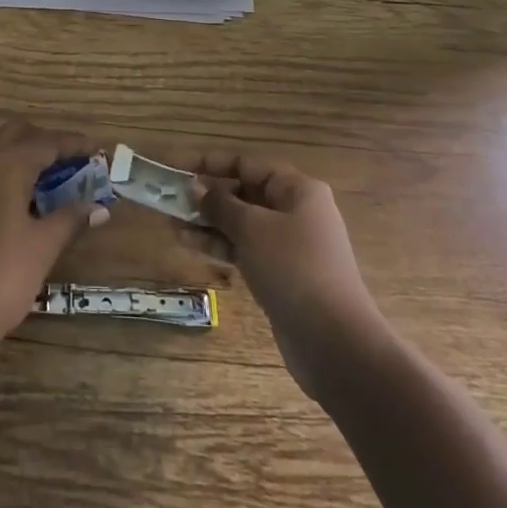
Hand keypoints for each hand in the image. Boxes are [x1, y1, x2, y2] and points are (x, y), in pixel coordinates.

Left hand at [0, 121, 108, 358]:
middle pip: (18, 134)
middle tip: (75, 163)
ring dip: (27, 156)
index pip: (45, 142)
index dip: (74, 144)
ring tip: (57, 180)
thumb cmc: (2, 277)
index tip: (99, 149)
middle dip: (47, 142)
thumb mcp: (44, 246)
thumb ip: (71, 218)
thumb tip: (99, 206)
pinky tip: (28, 199)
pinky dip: (11, 172)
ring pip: (0, 150)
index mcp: (5, 166)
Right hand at [193, 153, 385, 401]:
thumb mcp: (252, 229)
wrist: (335, 344)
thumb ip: (221, 204)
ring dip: (208, 223)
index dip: (212, 164)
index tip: (179, 168)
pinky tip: (189, 245)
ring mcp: (289, 246)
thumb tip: (196, 186)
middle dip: (207, 196)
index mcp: (298, 190)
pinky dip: (220, 246)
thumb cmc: (294, 269)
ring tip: (171, 224)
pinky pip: (245, 249)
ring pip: (241, 224)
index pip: (248, 165)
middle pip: (244, 194)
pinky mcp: (281, 275)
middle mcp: (296, 212)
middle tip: (171, 200)